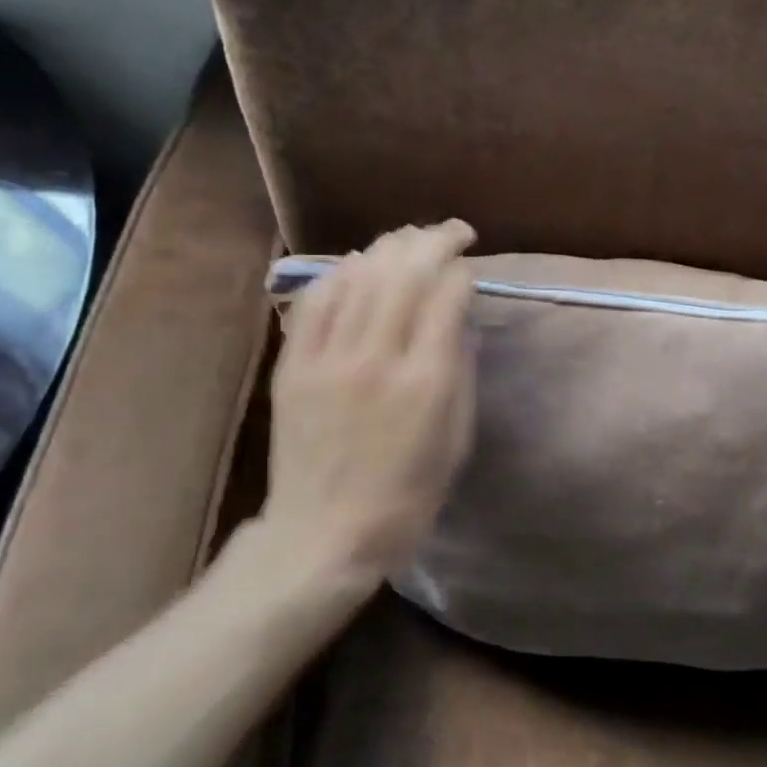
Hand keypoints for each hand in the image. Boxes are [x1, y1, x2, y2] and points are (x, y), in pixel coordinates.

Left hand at [258, 220, 477, 579]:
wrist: (325, 535)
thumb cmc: (407, 497)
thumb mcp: (457, 441)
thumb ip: (461, 373)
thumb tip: (460, 321)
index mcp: (426, 381)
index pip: (447, 295)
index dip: (463, 271)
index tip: (471, 268)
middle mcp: (377, 357)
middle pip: (405, 272)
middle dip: (433, 240)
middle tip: (452, 232)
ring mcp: (329, 358)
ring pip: (360, 275)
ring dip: (389, 247)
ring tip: (409, 238)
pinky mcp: (295, 365)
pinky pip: (317, 300)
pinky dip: (340, 273)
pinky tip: (357, 264)